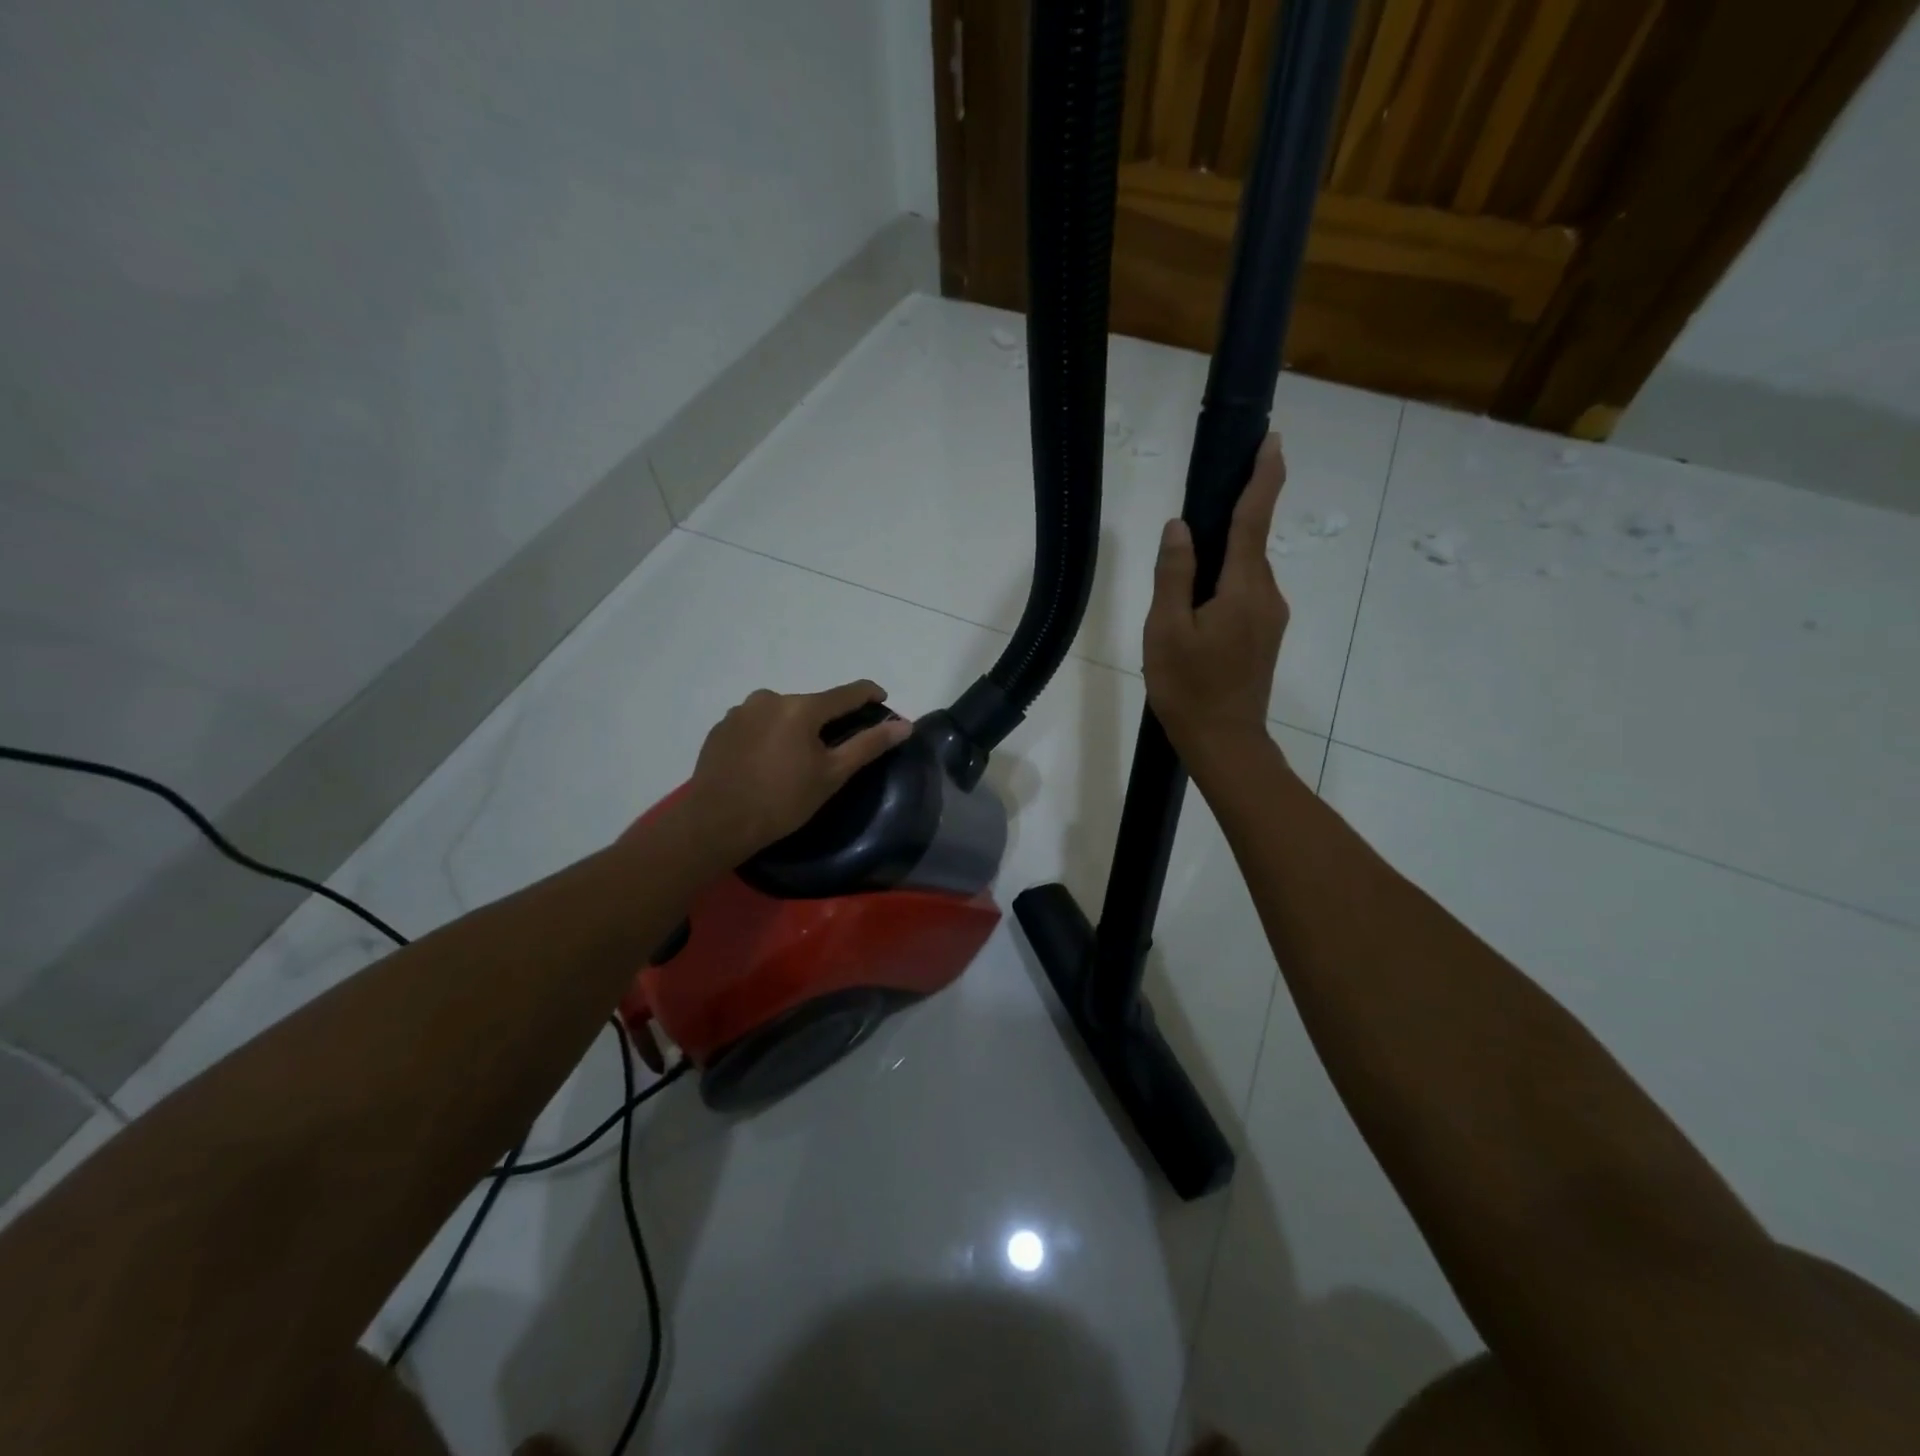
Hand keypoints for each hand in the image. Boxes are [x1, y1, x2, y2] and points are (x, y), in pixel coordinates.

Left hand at [681, 680, 911, 860]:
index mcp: (801, 707)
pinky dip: (768, 736)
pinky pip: (756, 724)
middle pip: (811, 704)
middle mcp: (770, 698)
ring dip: (794, 728)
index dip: (869, 695)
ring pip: (781, 713)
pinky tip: (766, 763)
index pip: (847, 693)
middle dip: (826, 721)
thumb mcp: (832, 775)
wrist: (715, 823)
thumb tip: (905, 725)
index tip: (882, 702)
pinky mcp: (721, 727)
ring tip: (795, 760)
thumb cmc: (781, 801)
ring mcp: (740, 711)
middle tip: (833, 751)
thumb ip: (869, 745)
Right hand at [1143, 434, 1288, 764]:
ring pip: (1246, 572)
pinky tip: (1196, 606)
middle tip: (1195, 517)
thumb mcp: (1167, 630)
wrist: (1225, 742)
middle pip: (1250, 544)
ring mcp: (1271, 617)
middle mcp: (1267, 595)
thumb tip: (1181, 526)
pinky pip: (1246, 593)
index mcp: (1243, 588)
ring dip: (1222, 560)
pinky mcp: (1266, 635)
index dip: (1264, 477)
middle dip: (1232, 518)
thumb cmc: (1189, 688)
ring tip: (1183, 575)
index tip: (1272, 440)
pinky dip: (1225, 584)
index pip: (1255, 519)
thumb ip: (1174, 574)